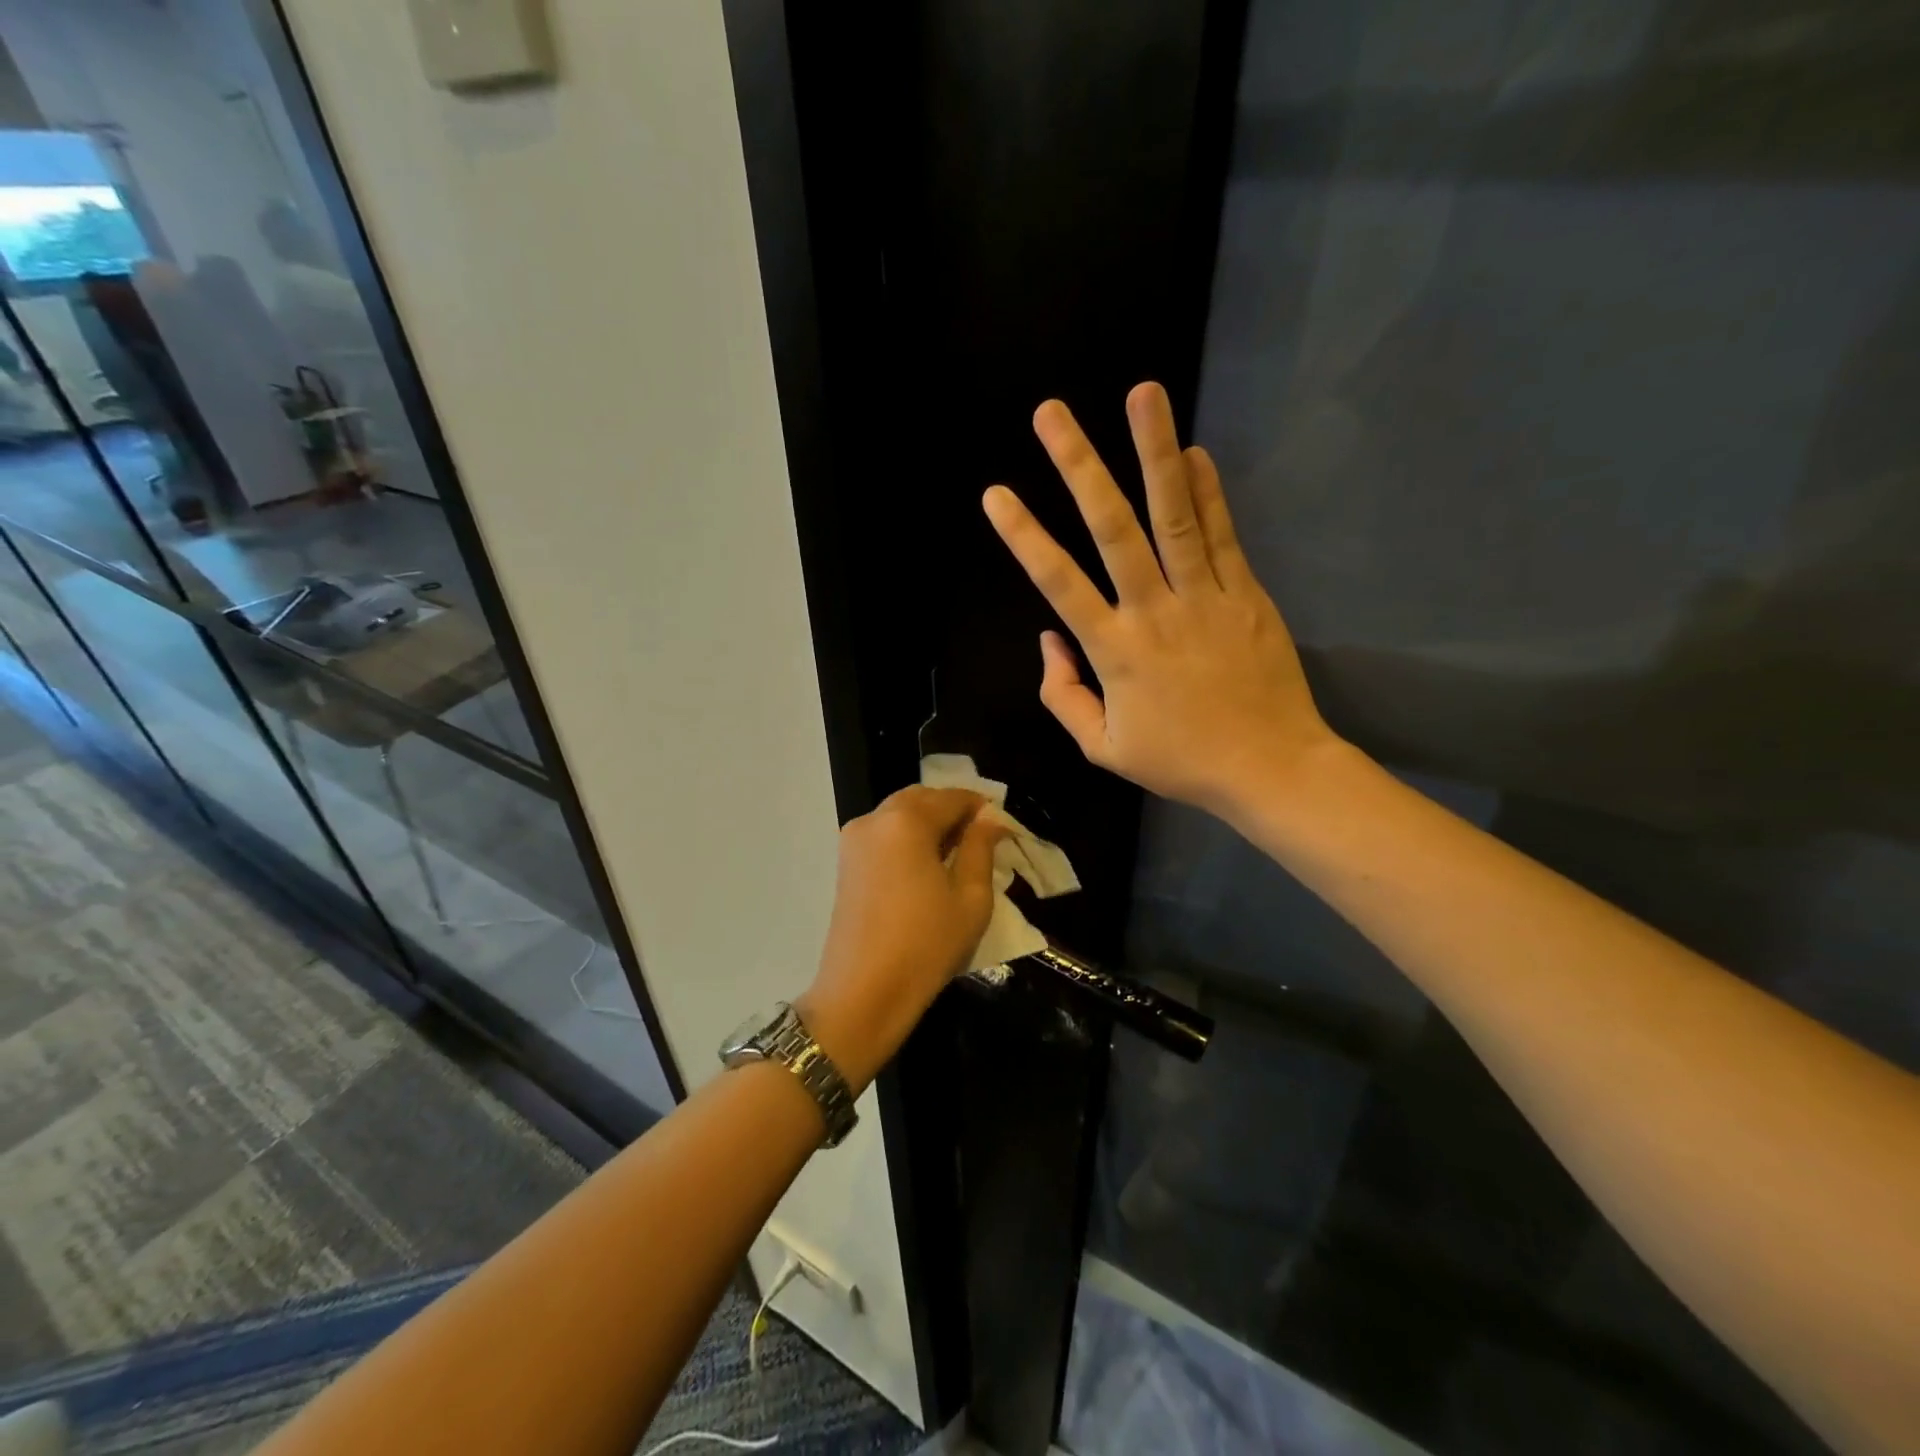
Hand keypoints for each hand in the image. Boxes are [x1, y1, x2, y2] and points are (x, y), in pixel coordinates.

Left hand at [798, 787, 1003, 1090]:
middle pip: (921, 799)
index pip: (952, 797)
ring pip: (899, 814)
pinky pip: (884, 834)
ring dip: (929, 823)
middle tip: (980, 839)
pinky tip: (926, 867)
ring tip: (956, 855)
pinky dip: (907, 838)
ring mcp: (853, 840)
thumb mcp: (971, 897)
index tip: (1002, 827)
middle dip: (952, 811)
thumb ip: (981, 848)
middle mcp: (875, 819)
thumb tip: (990, 819)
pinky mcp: (845, 862)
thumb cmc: (926, 944)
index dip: (981, 807)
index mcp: (907, 821)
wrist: (864, 993)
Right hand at [982, 382, 1339, 818]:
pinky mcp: (1247, 595)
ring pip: (1175, 516)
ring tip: (1142, 395)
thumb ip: (1064, 696)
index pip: (1059, 583)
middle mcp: (1155, 612)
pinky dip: (1209, 491)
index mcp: (1115, 652)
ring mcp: (1206, 598)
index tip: (996, 494)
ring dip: (1155, 452)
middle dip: (1079, 467)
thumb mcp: (1102, 749)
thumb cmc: (1181, 761)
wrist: (1270, 768)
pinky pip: (1224, 535)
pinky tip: (1194, 451)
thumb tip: (1048, 642)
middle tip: (1052, 414)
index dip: (1024, 537)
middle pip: (1113, 530)